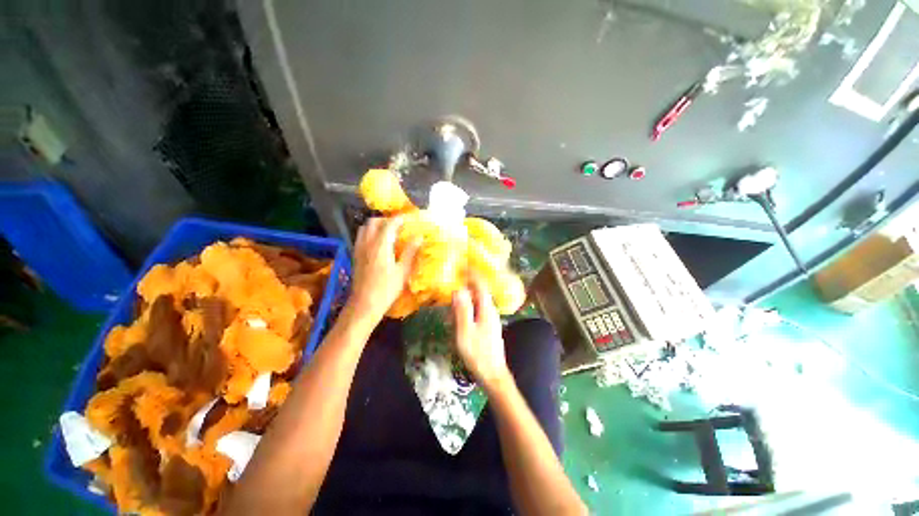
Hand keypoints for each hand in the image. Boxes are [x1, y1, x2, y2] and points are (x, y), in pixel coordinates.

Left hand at [349, 217, 419, 320]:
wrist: (364, 304)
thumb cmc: (387, 289)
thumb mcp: (403, 271)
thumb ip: (410, 252)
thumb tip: (419, 237)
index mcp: (380, 245)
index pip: (389, 224)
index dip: (398, 219)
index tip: (407, 218)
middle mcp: (367, 243)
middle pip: (373, 222)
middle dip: (386, 220)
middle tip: (398, 225)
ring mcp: (359, 249)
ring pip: (364, 228)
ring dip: (376, 226)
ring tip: (388, 232)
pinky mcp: (355, 256)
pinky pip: (361, 237)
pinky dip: (369, 233)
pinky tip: (378, 243)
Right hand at [452, 275, 510, 389]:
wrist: (493, 375)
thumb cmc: (478, 353)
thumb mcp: (466, 331)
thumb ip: (462, 310)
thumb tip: (458, 290)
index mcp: (487, 309)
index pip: (480, 285)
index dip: (472, 275)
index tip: (462, 266)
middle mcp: (491, 311)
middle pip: (479, 293)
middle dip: (466, 288)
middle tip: (452, 285)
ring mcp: (490, 320)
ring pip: (477, 303)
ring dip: (465, 301)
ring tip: (452, 304)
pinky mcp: (488, 327)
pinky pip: (477, 313)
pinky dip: (467, 311)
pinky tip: (458, 320)